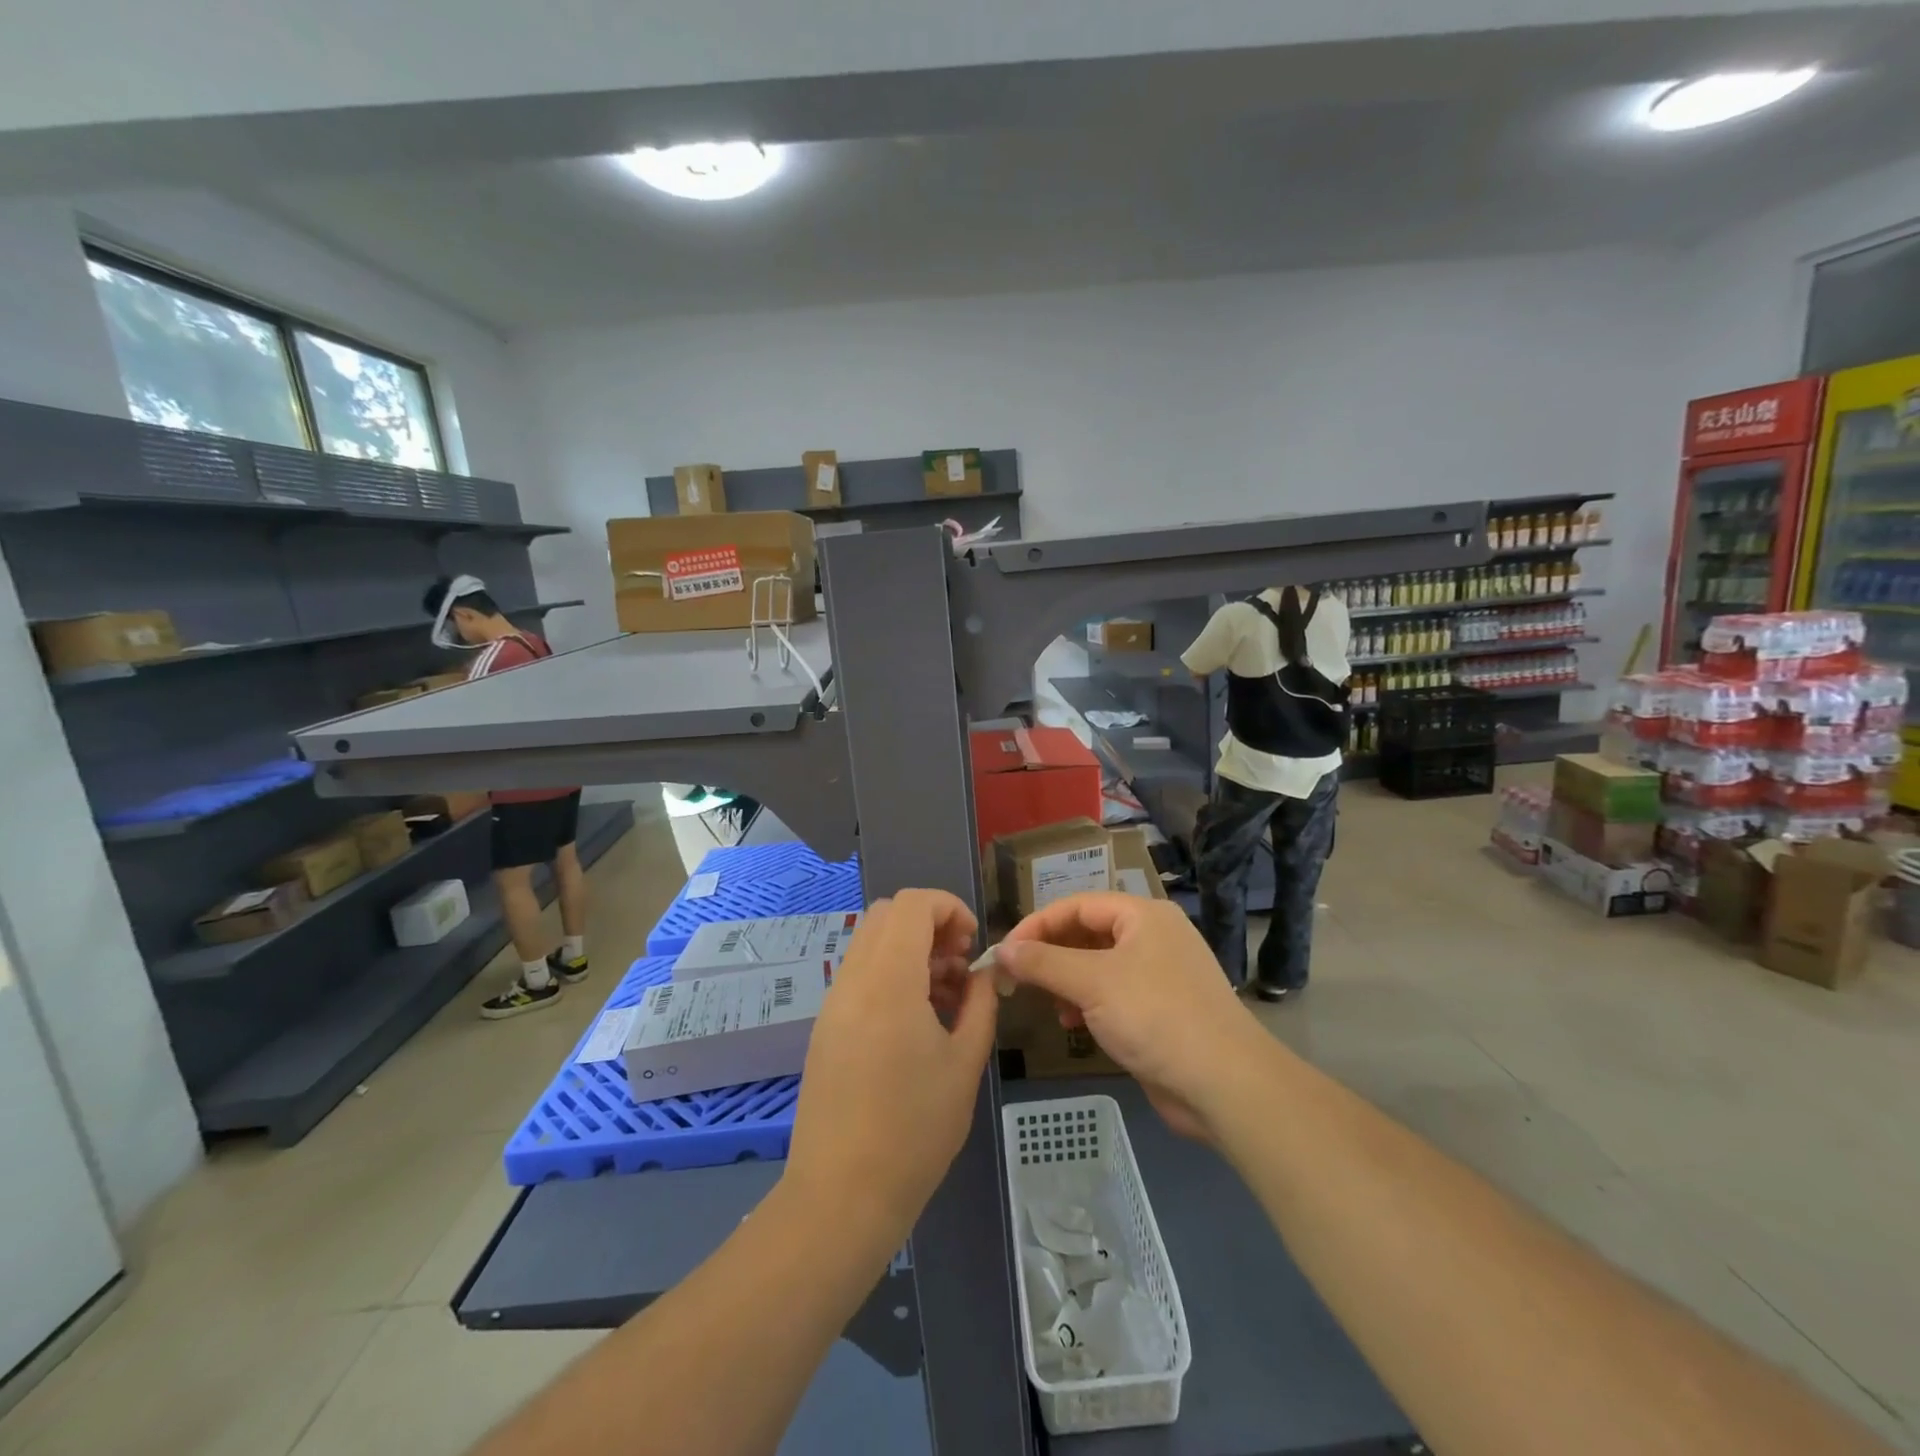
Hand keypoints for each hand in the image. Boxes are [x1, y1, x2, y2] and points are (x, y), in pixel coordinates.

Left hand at [785, 890, 998, 1235]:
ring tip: (945, 997)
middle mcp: (853, 980)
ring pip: (872, 943)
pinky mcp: (826, 1027)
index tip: (973, 944)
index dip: (949, 907)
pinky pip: (860, 975)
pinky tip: (917, 1021)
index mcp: (889, 981)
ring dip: (911, 950)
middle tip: (960, 965)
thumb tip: (985, 972)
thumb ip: (980, 1003)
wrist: (841, 1195)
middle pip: (888, 914)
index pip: (912, 904)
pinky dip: (891, 974)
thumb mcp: (965, 1063)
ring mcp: (834, 1003)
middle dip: (931, 924)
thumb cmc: (914, 1130)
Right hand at [995, 894, 1268, 1140]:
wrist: (1224, 1083)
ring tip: (1048, 1004)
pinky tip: (1074, 1025)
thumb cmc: (1155, 1016)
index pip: (1076, 905)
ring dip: (1067, 981)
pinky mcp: (1163, 1010)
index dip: (1037, 925)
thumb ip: (1042, 962)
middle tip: (1018, 979)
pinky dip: (1089, 1003)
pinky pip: (1114, 994)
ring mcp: (1161, 974)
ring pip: (1099, 966)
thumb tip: (1002, 949)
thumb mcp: (1091, 983)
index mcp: (1143, 915)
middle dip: (1051, 955)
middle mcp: (1153, 936)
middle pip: (1088, 933)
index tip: (1005, 952)